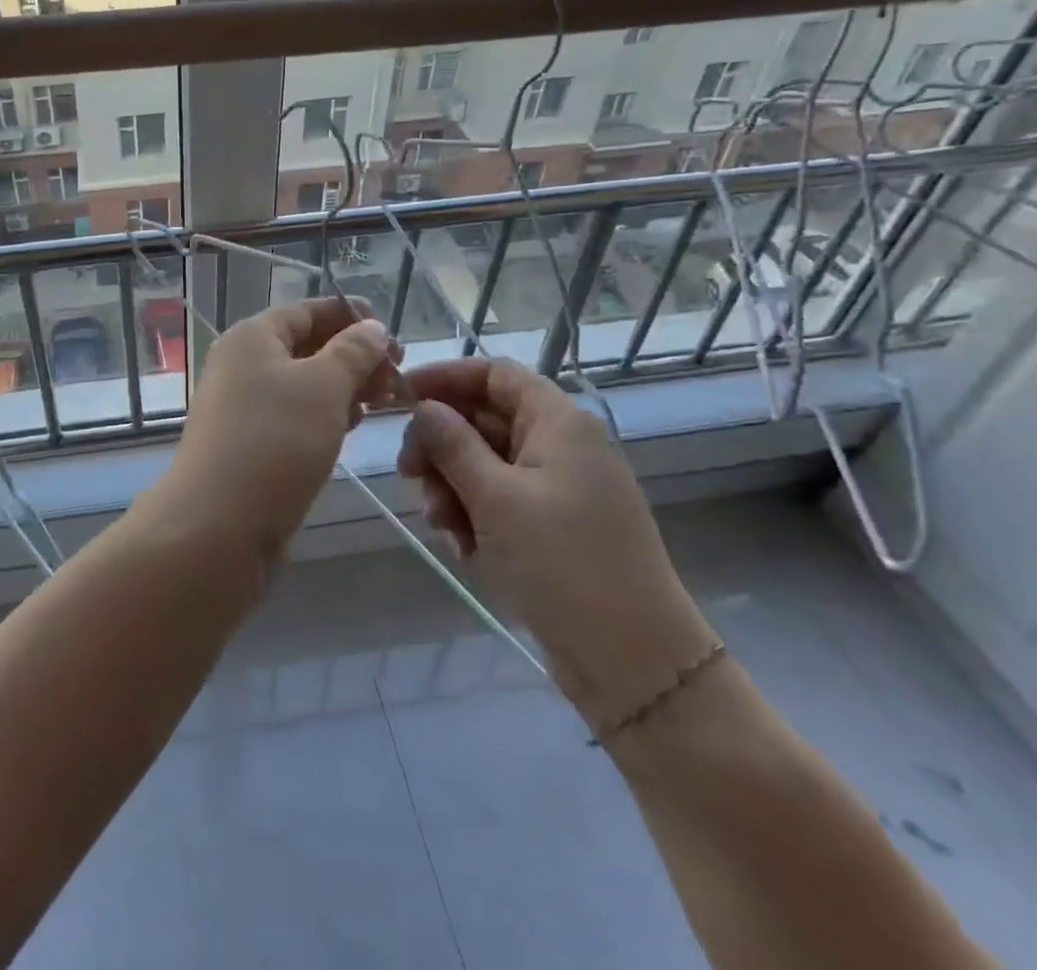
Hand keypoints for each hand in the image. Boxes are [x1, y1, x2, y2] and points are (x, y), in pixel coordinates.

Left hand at [155, 298, 399, 560]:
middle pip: (305, 346)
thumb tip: (372, 327)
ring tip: (383, 401)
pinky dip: (324, 415)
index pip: (306, 311)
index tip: (391, 331)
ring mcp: (242, 406)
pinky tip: (351, 427)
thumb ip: (353, 352)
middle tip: (397, 375)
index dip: (349, 315)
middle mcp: (241, 365)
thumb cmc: (275, 441)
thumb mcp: (324, 386)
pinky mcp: (248, 444)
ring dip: (342, 387)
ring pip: (301, 384)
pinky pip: (293, 416)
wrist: (218, 524)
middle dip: (353, 356)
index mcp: (252, 337)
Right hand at [397, 357, 718, 730]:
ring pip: (486, 463)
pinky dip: (473, 514)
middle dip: (441, 444)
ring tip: (439, 524)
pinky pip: (500, 500)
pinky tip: (462, 547)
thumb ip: (452, 444)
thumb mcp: (495, 498)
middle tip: (408, 475)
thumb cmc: (564, 564)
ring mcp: (559, 488)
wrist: (636, 663)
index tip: (400, 398)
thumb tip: (423, 407)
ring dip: (452, 485)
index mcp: (558, 423)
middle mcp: (561, 445)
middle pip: (484, 419)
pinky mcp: (555, 526)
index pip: (494, 373)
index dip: (445, 377)